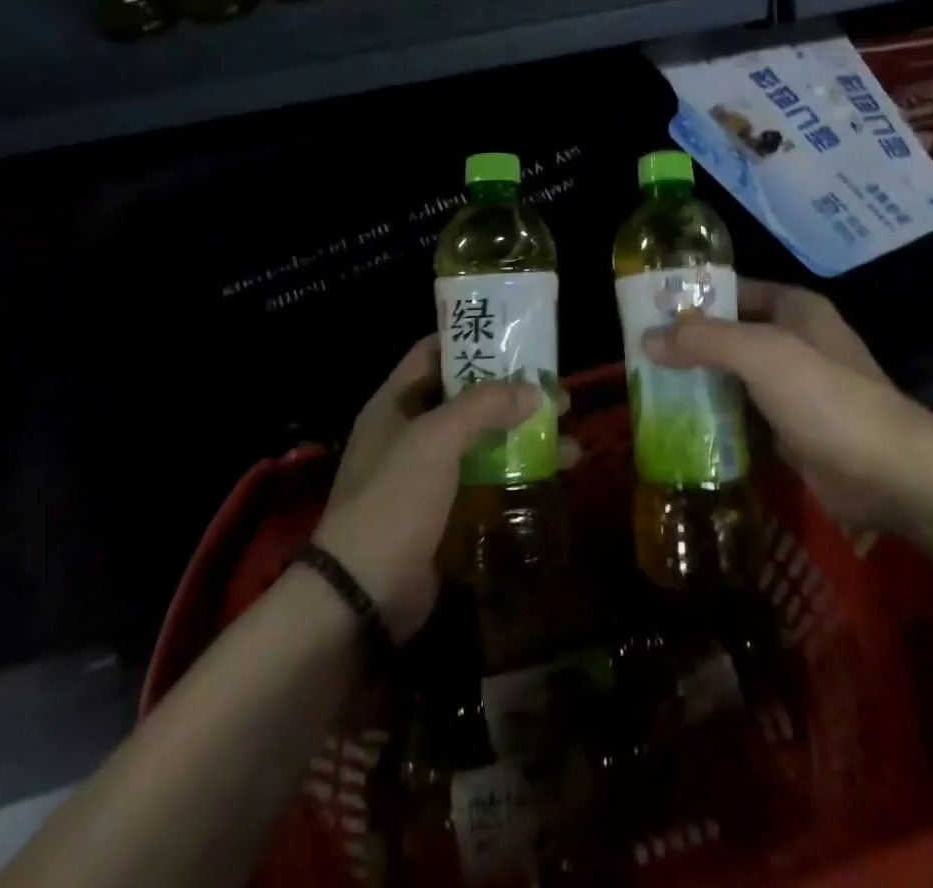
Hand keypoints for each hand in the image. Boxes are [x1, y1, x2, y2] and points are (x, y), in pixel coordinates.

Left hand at [312, 336, 541, 640]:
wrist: (361, 596)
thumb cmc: (393, 501)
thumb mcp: (436, 439)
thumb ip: (484, 405)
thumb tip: (535, 389)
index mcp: (395, 403)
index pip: (433, 353)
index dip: (471, 339)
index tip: (515, 335)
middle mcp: (409, 432)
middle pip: (467, 397)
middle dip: (511, 392)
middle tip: (557, 389)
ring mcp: (426, 474)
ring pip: (483, 440)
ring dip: (522, 434)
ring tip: (570, 434)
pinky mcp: (444, 511)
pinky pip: (485, 479)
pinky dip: (516, 472)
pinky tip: (553, 473)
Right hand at [644, 280, 932, 529]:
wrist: (889, 472)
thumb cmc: (825, 396)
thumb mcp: (760, 354)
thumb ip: (703, 340)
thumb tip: (646, 338)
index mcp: (795, 308)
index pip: (734, 290)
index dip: (695, 297)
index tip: (649, 310)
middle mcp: (796, 341)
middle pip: (732, 334)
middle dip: (690, 344)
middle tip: (640, 354)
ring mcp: (796, 387)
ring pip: (736, 376)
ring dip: (700, 382)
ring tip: (649, 388)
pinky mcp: (794, 428)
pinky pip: (746, 413)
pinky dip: (718, 416)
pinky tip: (681, 424)